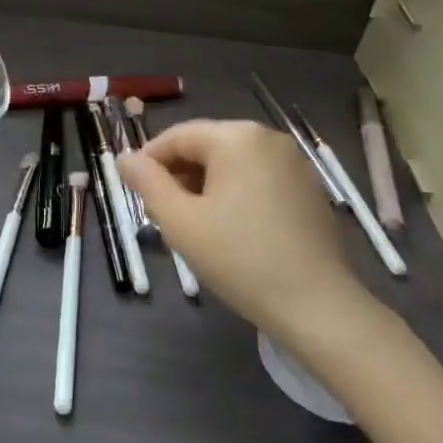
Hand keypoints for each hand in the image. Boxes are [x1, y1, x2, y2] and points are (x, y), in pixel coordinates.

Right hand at [119, 120, 396, 355]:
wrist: (316, 305)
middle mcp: (268, 138)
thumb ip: (147, 183)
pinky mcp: (309, 188)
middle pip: (206, 146)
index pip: (177, 136)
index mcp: (236, 137)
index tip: (135, 194)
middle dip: (179, 175)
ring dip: (205, 186)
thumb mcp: (179, 221)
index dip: (149, 162)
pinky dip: (235, 194)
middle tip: (163, 215)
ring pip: (232, 163)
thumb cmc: (239, 258)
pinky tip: (231, 230)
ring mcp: (294, 162)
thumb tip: (126, 158)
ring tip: (194, 225)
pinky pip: (258, 178)